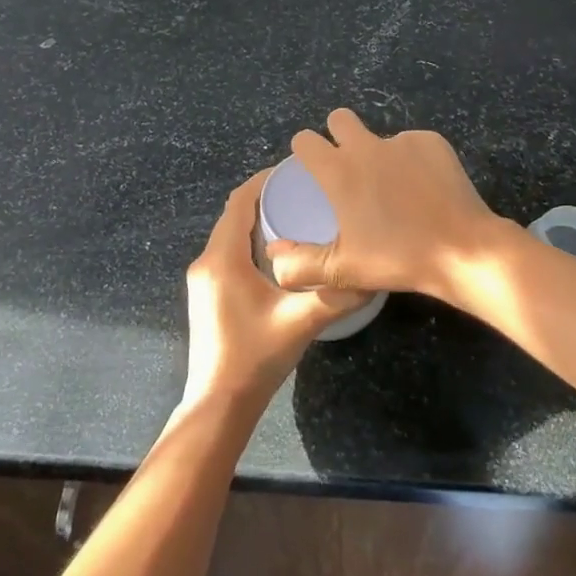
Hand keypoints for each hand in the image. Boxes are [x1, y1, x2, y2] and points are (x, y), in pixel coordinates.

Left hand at [182, 168, 369, 410]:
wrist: (218, 405)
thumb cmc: (255, 357)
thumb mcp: (301, 321)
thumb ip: (337, 295)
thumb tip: (372, 274)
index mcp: (222, 259)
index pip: (239, 203)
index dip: (263, 181)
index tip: (294, 170)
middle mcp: (206, 262)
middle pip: (234, 216)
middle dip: (264, 199)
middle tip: (304, 192)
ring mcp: (203, 280)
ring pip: (230, 236)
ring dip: (257, 222)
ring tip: (296, 216)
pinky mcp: (207, 295)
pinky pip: (228, 253)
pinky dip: (249, 242)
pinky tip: (278, 253)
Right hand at [268, 109, 515, 303]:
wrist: (462, 249)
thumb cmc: (398, 258)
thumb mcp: (344, 270)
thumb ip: (301, 264)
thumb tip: (274, 256)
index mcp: (339, 171)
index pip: (304, 140)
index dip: (304, 151)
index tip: (312, 170)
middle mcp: (366, 146)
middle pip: (339, 119)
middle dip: (338, 135)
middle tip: (349, 169)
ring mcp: (402, 140)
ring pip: (379, 135)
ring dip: (378, 153)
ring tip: (394, 190)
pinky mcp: (432, 142)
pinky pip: (412, 144)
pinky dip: (412, 160)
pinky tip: (424, 188)